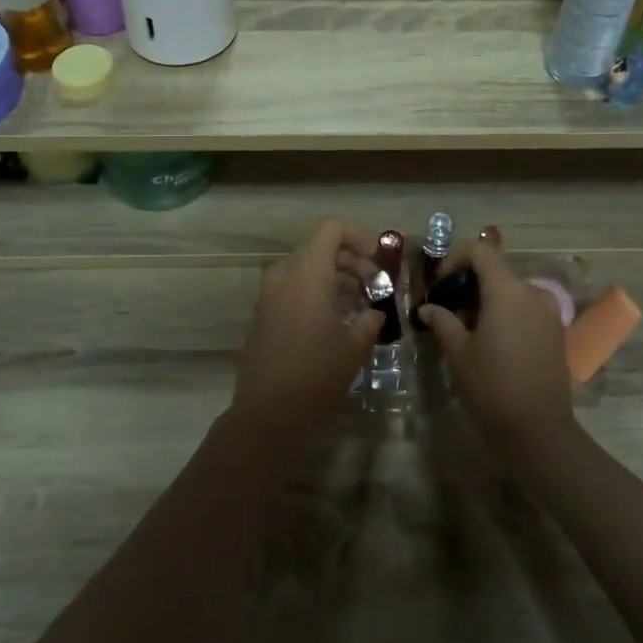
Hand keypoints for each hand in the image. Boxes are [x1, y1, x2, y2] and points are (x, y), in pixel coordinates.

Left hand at [230, 219, 382, 436]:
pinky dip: (317, 292)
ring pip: (308, 269)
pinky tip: (337, 320)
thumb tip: (375, 312)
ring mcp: (270, 293)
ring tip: (361, 306)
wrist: (266, 413)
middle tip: (376, 288)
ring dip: (336, 279)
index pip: (332, 229)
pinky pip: (294, 287)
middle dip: (352, 262)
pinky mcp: (264, 312)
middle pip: (321, 248)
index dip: (359, 237)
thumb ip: (370, 319)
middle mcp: (285, 274)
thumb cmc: (316, 375)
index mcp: (308, 272)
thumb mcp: (354, 347)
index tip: (379, 260)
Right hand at [419, 241, 573, 451]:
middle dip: (469, 283)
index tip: (440, 284)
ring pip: (512, 290)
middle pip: (496, 271)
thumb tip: (427, 308)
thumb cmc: (492, 386)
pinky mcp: (557, 332)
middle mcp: (532, 292)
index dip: (456, 259)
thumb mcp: (459, 352)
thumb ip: (442, 322)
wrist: (539, 431)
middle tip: (446, 307)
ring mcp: (549, 312)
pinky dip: (506, 312)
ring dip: (487, 299)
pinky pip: (526, 308)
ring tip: (466, 326)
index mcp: (507, 290)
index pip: (481, 251)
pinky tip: (491, 339)